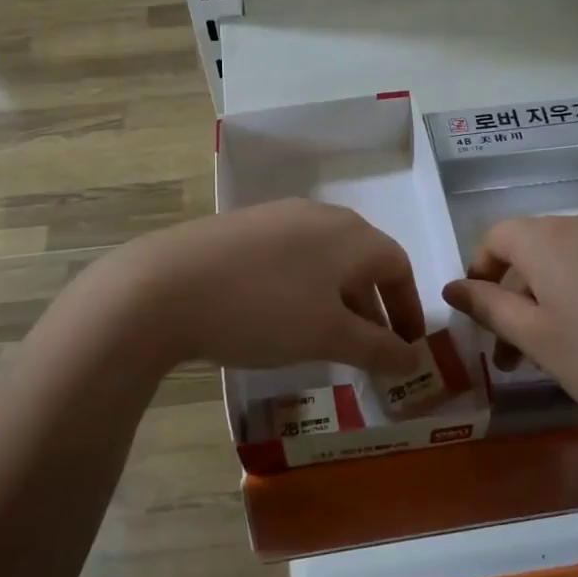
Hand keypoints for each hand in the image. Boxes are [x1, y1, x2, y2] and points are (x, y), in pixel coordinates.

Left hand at [97, 199, 425, 374]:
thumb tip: (414, 360)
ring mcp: (277, 217)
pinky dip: (303, 288)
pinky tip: (280, 315)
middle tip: (370, 349)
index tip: (407, 347)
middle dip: (372, 308)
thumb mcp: (327, 336)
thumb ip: (377, 348)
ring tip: (326, 337)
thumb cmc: (263, 310)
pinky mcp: (241, 228)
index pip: (397, 267)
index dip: (408, 309)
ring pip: (325, 259)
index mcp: (351, 235)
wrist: (164, 287)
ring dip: (337, 299)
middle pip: (362, 261)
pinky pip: (290, 257)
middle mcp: (320, 216)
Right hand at [441, 211, 577, 472]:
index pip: (498, 236)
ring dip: (556, 296)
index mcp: (549, 239)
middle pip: (537, 249)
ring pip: (576, 259)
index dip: (480, 270)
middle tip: (516, 353)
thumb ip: (489, 308)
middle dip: (517, 295)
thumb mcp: (538, 340)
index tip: (480, 313)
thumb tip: (452, 287)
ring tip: (564, 348)